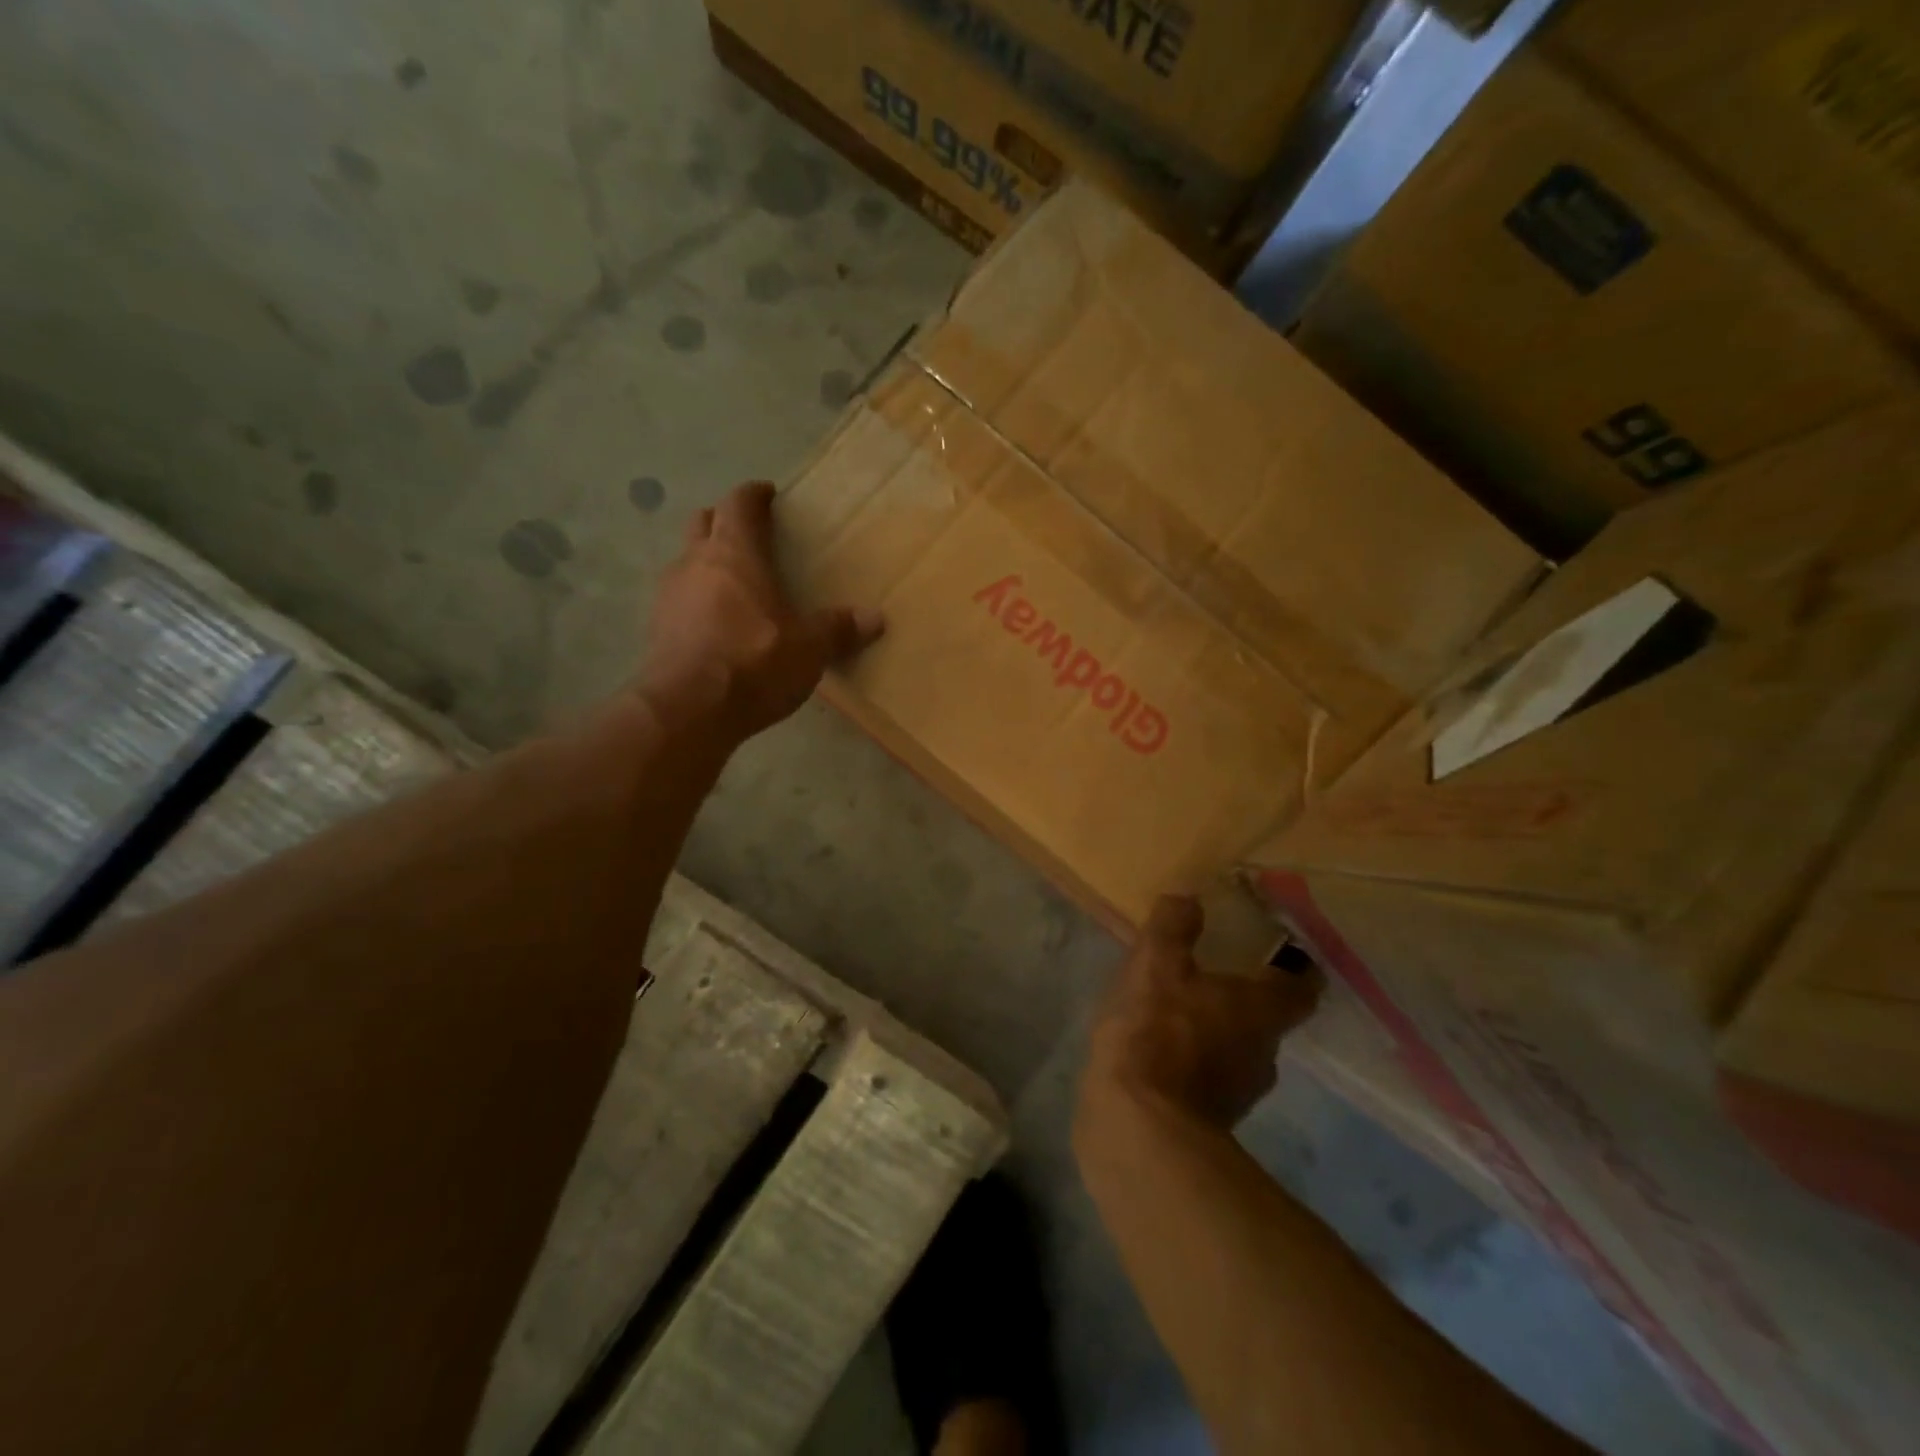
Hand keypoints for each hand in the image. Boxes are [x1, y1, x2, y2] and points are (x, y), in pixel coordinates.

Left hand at [639, 481, 881, 741]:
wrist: (687, 710)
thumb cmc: (754, 663)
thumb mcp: (809, 649)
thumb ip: (838, 630)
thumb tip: (875, 618)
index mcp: (734, 553)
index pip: (739, 504)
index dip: (754, 495)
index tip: (768, 494)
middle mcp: (695, 562)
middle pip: (704, 523)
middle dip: (725, 522)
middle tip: (750, 536)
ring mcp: (668, 594)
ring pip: (687, 560)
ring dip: (707, 562)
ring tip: (735, 584)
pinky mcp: (656, 628)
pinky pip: (679, 598)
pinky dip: (697, 599)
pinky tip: (716, 624)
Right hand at [1080, 895, 1320, 1130]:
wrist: (1138, 1128)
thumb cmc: (1157, 1033)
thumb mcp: (1155, 963)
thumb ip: (1174, 926)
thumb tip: (1190, 897)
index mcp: (1261, 1010)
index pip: (1302, 986)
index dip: (1295, 967)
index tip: (1280, 951)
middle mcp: (1264, 1052)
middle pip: (1269, 1019)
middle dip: (1246, 998)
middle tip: (1215, 973)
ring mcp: (1241, 1093)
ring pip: (1239, 1050)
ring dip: (1217, 1031)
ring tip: (1181, 1011)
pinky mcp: (1212, 1121)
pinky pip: (1211, 1078)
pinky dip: (1195, 1063)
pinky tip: (1162, 1051)